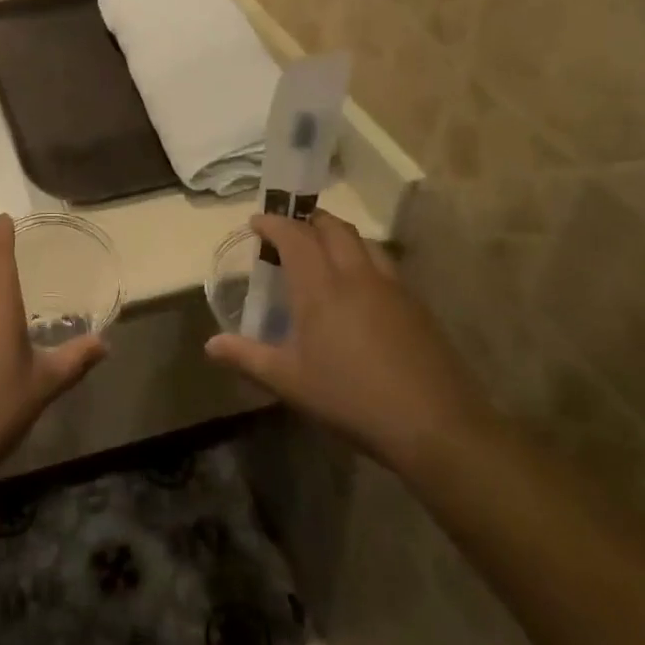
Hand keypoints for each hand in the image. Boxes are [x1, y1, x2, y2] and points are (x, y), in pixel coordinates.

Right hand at [205, 211, 488, 472]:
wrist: (434, 424)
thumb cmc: (350, 399)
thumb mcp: (290, 382)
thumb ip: (247, 357)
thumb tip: (210, 344)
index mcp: (321, 288)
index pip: (295, 237)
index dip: (274, 224)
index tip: (257, 222)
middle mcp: (357, 275)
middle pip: (333, 228)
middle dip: (308, 220)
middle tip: (289, 230)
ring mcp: (392, 287)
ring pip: (363, 241)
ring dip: (338, 235)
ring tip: (323, 250)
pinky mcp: (416, 305)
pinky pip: (384, 264)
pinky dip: (363, 257)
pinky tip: (359, 287)